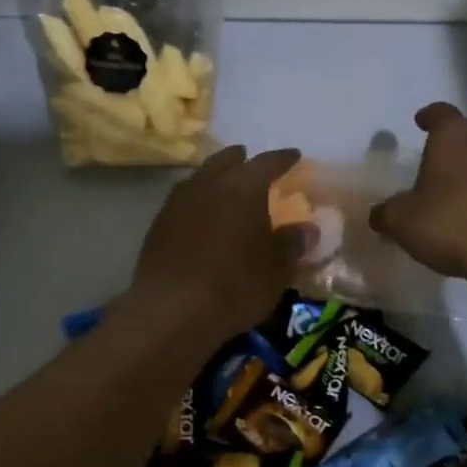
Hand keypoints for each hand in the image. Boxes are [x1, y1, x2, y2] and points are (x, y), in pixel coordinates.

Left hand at [129, 145, 310, 343]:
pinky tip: (202, 216)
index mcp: (244, 186)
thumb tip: (308, 229)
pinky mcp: (158, 224)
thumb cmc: (235, 284)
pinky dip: (198, 201)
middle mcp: (209, 183)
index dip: (283, 159)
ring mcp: (179, 202)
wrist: (171, 310)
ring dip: (215, 177)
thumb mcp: (277, 269)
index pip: (268, 162)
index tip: (294, 156)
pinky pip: (184, 200)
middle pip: (226, 160)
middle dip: (241, 160)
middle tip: (251, 162)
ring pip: (201, 177)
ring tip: (225, 187)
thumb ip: (292, 243)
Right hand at [370, 104, 466, 281]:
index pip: (440, 113)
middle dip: (455, 148)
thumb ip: (387, 213)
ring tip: (462, 199)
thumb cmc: (450, 224)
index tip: (421, 121)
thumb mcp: (403, 221)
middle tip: (439, 166)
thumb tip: (379, 215)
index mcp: (454, 136)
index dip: (429, 117)